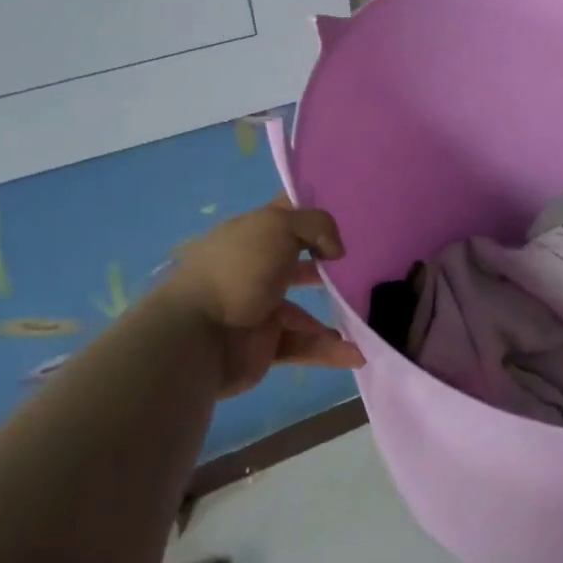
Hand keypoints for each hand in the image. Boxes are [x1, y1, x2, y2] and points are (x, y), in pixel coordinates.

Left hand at [157, 199, 363, 397]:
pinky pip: (302, 344)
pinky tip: (356, 353)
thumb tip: (335, 250)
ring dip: (333, 313)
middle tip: (358, 267)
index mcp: (250, 234)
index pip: (284, 214)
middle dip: (325, 265)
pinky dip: (328, 350)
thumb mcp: (280, 227)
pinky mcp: (263, 346)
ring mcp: (257, 309)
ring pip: (302, 309)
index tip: (345, 212)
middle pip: (295, 261)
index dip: (310, 210)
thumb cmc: (239, 270)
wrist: (197, 335)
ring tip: (365, 316)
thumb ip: (317, 226)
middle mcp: (253, 268)